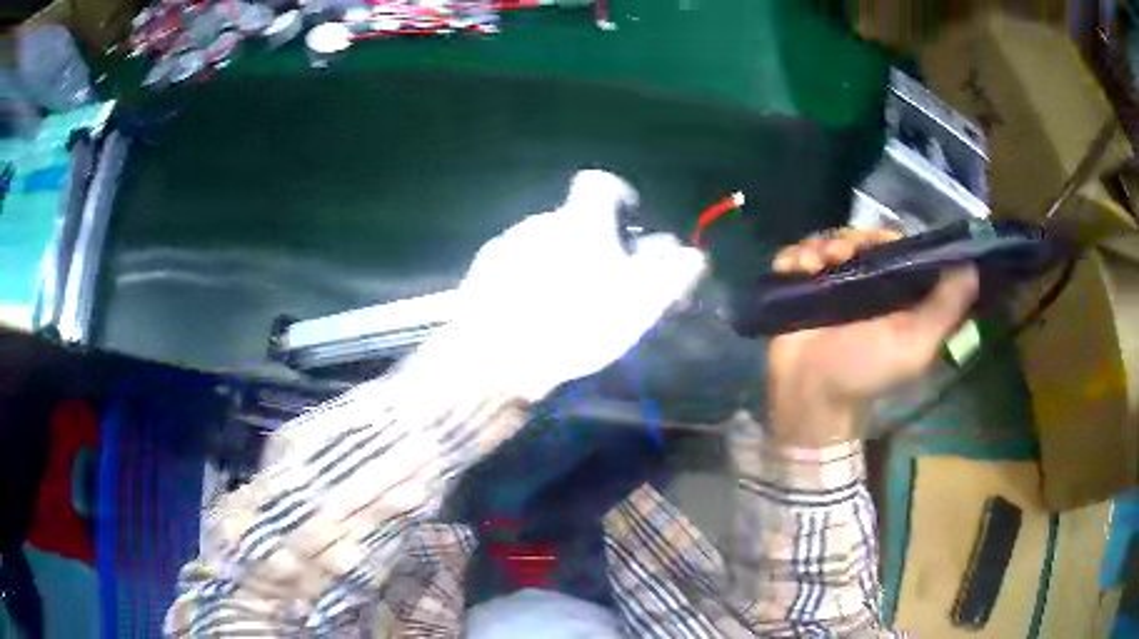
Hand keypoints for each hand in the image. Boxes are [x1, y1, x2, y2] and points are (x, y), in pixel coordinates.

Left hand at [413, 171, 706, 401]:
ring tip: (566, 306)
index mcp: (579, 221)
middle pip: (573, 220)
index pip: (599, 183)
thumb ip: (673, 276)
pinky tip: (532, 314)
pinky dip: (529, 280)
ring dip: (560, 262)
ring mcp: (506, 245)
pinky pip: (516, 265)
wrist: (495, 357)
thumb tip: (693, 256)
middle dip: (592, 242)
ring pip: (544, 244)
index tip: (627, 223)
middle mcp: (540, 222)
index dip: (617, 196)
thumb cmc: (575, 324)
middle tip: (603, 282)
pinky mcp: (482, 271)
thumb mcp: (639, 304)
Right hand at [766, 228, 978, 446]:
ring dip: (818, 245)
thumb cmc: (867, 372)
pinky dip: (793, 256)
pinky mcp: (800, 290)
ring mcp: (829, 287)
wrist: (813, 396)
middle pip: (856, 239)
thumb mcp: (916, 345)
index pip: (892, 247)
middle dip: (846, 239)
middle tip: (837, 255)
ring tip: (812, 265)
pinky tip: (794, 269)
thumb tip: (972, 268)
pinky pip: (795, 256)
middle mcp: (862, 284)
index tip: (871, 241)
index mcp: (893, 292)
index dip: (883, 237)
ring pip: (825, 243)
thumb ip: (945, 309)